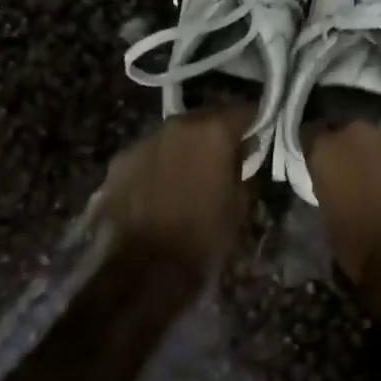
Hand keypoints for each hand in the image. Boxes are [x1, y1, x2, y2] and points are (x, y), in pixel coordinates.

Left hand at [91, 106, 255, 283]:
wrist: (144, 270)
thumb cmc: (204, 236)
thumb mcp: (240, 201)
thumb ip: (243, 165)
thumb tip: (242, 152)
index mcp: (214, 130)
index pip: (246, 110)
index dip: (256, 123)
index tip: (260, 137)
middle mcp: (179, 125)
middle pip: (208, 118)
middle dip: (219, 133)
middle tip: (228, 156)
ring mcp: (144, 141)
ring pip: (176, 135)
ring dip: (187, 148)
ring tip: (192, 174)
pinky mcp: (119, 162)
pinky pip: (150, 154)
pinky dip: (160, 164)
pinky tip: (162, 189)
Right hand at [306, 122, 380, 282]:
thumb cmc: (357, 243)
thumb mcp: (328, 214)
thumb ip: (332, 185)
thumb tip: (341, 183)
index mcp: (327, 148)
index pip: (313, 134)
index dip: (318, 149)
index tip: (321, 163)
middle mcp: (359, 133)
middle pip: (352, 134)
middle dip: (353, 151)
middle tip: (356, 175)